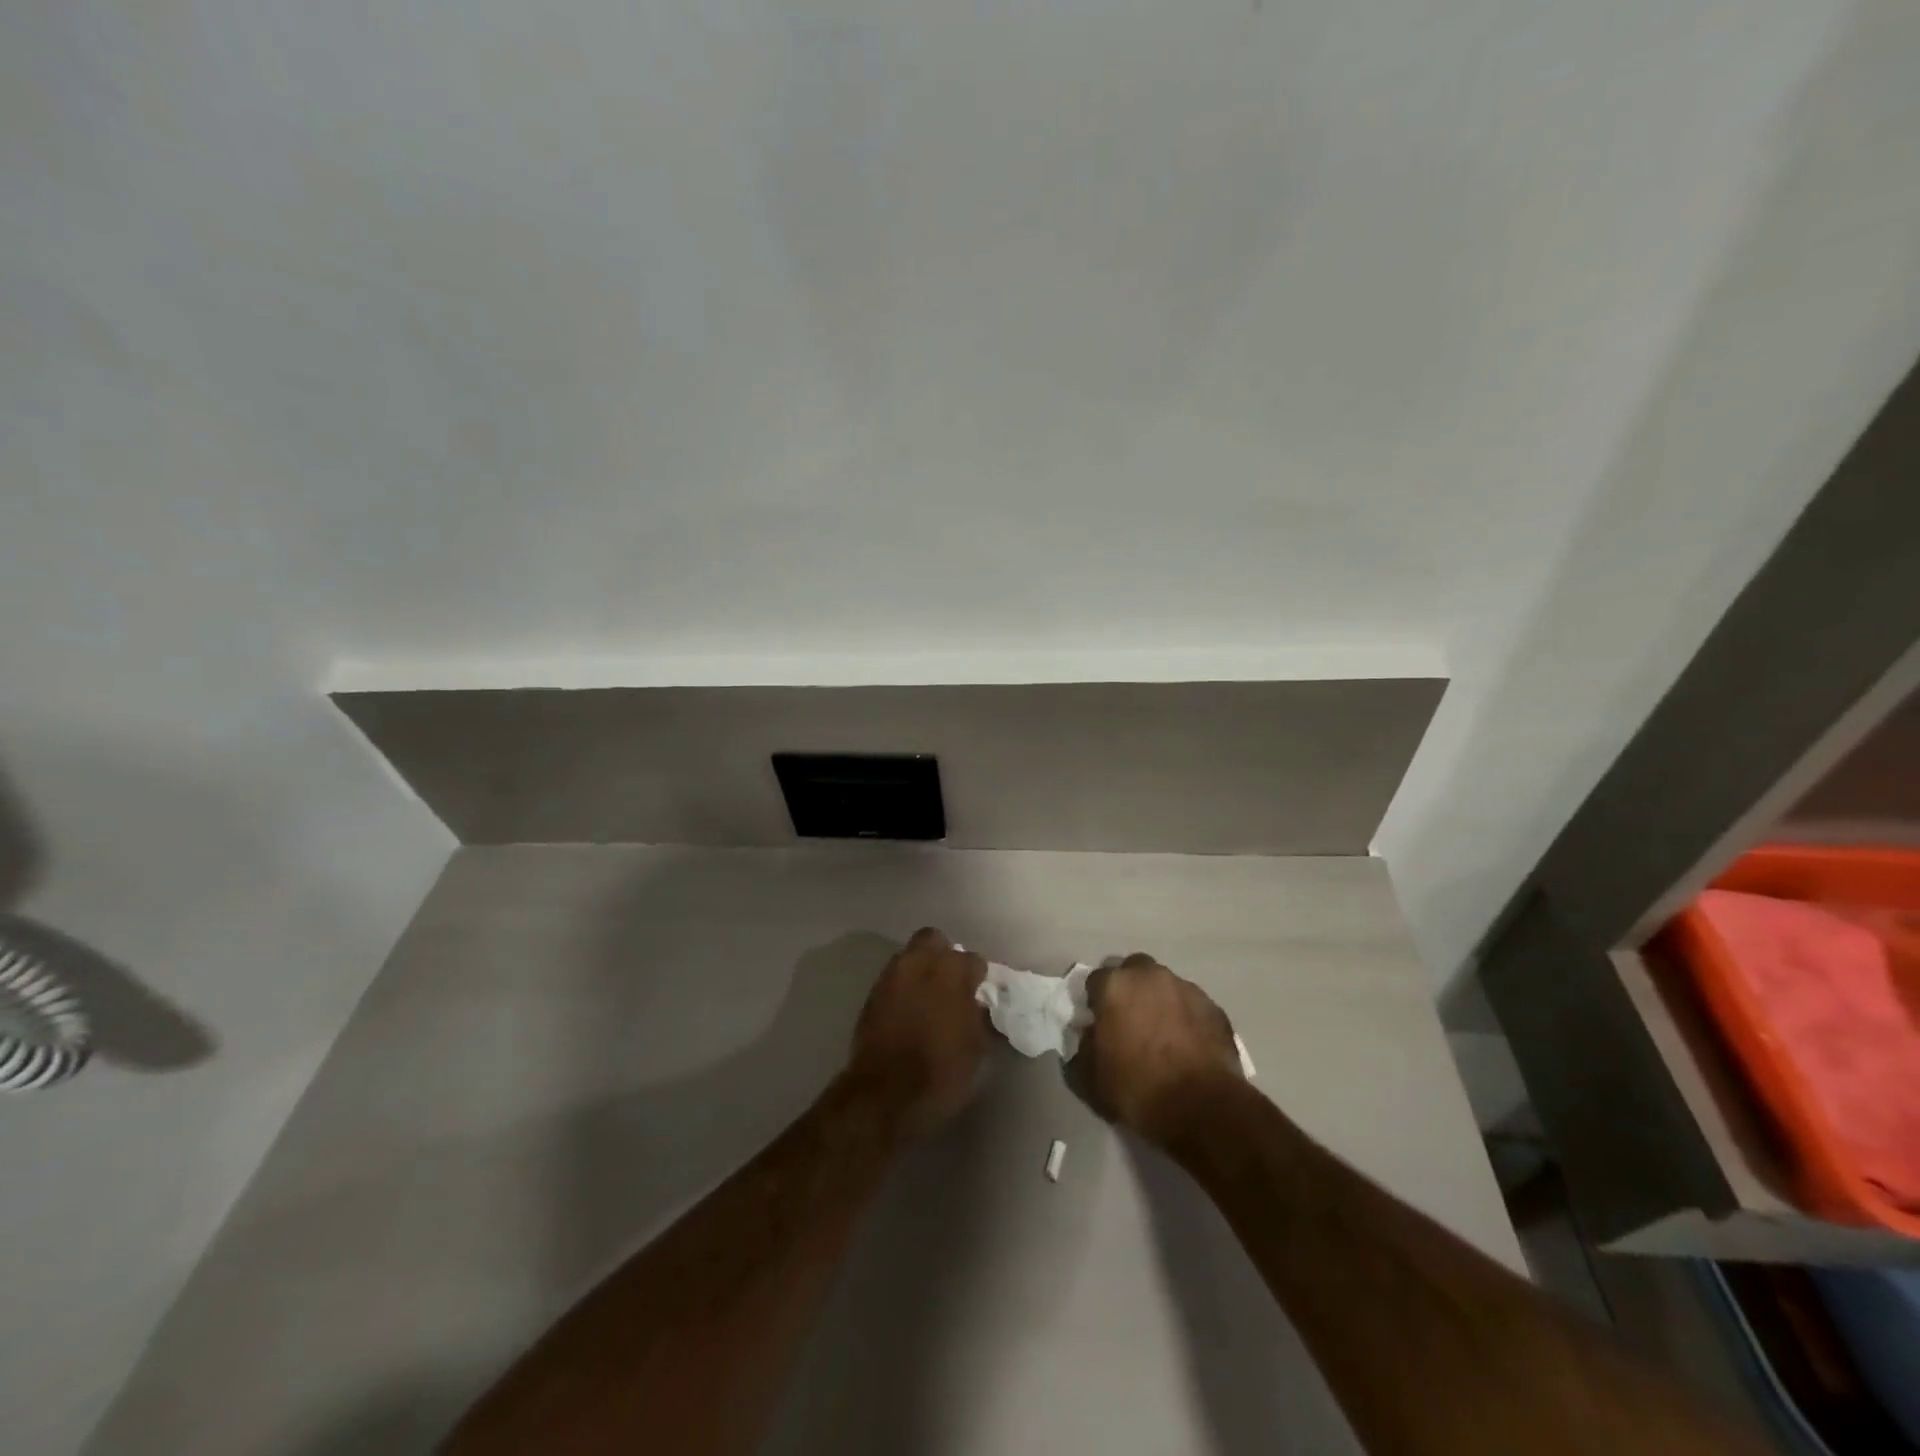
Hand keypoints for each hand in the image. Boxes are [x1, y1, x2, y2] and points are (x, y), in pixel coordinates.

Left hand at [845, 928, 988, 1133]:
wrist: (884, 1094)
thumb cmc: (940, 1071)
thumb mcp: (975, 1048)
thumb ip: (976, 1015)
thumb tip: (973, 1003)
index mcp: (951, 971)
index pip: (972, 960)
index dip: (977, 977)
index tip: (978, 994)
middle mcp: (919, 963)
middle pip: (934, 940)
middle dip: (944, 955)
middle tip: (951, 983)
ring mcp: (891, 976)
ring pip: (910, 956)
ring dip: (921, 969)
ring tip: (928, 997)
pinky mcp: (872, 994)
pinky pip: (893, 978)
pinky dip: (903, 987)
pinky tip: (909, 1010)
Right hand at [1082, 953, 1244, 1145]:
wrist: (1203, 1108)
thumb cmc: (1138, 1089)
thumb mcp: (1089, 1077)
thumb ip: (1083, 1046)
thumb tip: (1091, 1035)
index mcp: (1115, 986)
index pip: (1095, 980)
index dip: (1094, 1001)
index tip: (1097, 1023)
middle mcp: (1150, 976)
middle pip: (1133, 971)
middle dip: (1129, 989)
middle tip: (1128, 1021)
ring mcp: (1186, 989)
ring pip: (1165, 985)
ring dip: (1159, 1001)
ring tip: (1162, 1035)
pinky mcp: (1214, 1008)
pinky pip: (1191, 1006)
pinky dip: (1185, 1018)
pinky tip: (1187, 1045)